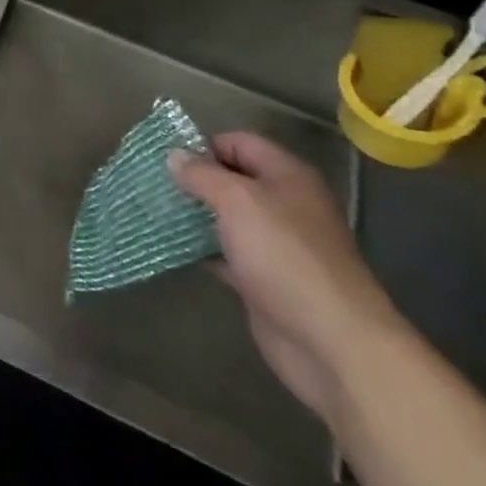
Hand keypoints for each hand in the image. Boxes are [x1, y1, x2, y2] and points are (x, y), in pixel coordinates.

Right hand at [168, 132, 403, 421]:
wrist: (330, 342)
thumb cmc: (284, 256)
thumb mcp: (237, 201)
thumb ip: (202, 174)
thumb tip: (174, 155)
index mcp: (288, 176)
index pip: (240, 142)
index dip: (204, 144)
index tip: (167, 156)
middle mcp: (286, 204)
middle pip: (234, 179)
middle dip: (196, 180)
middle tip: (154, 183)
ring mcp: (277, 245)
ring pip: (229, 218)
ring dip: (196, 214)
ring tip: (155, 210)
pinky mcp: (266, 280)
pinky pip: (228, 253)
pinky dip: (204, 249)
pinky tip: (174, 247)